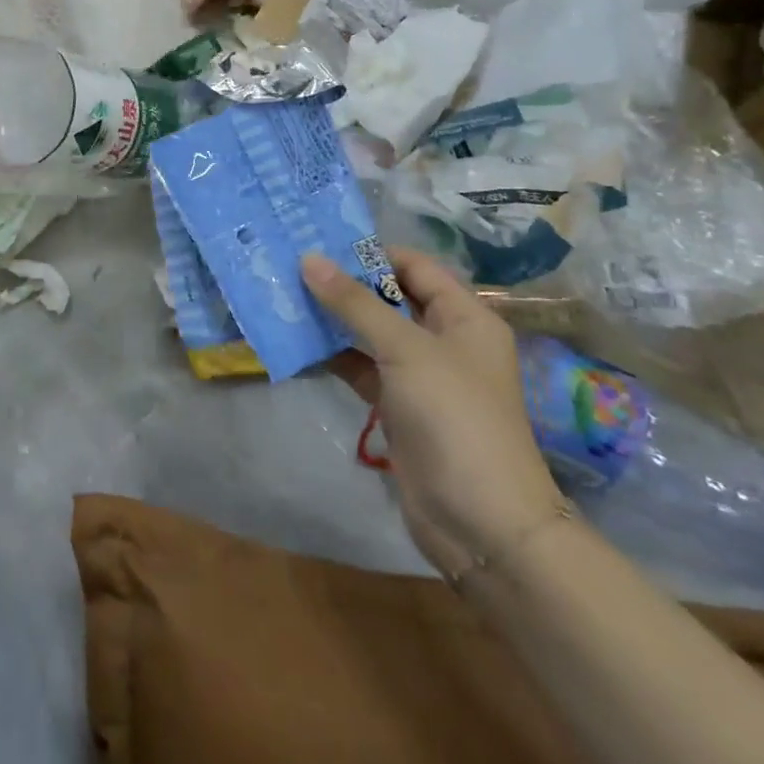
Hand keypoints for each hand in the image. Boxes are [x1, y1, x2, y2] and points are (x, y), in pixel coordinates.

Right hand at [302, 248, 564, 579]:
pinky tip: (294, 342)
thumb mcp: (405, 350)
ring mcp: (419, 375)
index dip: (369, 251)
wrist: (481, 521)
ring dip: (331, 319)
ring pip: (369, 333)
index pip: (413, 266)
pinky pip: (359, 367)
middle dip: (342, 283)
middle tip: (289, 265)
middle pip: (388, 297)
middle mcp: (443, 339)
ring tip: (282, 296)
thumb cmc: (455, 417)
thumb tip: (309, 259)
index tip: (317, 241)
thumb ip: (355, 303)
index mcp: (463, 316)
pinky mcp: (397, 405)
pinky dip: (331, 355)